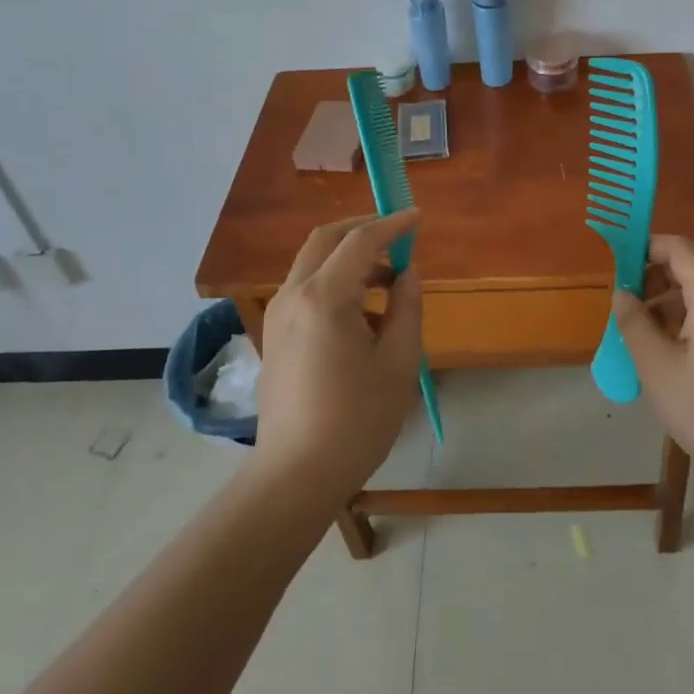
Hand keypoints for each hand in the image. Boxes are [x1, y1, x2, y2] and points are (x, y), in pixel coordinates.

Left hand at [256, 210, 423, 504]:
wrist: (295, 476)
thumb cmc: (356, 420)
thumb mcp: (398, 362)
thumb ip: (407, 307)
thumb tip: (406, 274)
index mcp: (324, 297)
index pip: (361, 241)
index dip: (393, 225)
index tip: (418, 217)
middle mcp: (294, 295)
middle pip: (326, 239)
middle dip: (363, 229)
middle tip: (398, 235)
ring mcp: (278, 315)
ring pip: (312, 263)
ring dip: (349, 258)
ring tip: (388, 281)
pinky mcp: (274, 336)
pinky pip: (305, 289)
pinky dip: (334, 281)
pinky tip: (361, 313)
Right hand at [614, 235, 693, 493]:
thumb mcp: (657, 368)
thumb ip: (634, 323)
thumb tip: (622, 294)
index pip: (679, 247)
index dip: (646, 248)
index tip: (618, 267)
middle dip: (661, 267)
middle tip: (631, 292)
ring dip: (677, 289)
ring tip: (645, 321)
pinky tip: (674, 342)